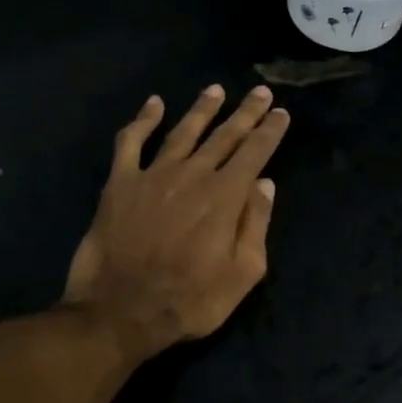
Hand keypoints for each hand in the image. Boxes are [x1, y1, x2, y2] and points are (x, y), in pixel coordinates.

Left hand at [64, 85, 289, 363]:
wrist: (119, 312)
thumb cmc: (190, 301)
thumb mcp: (242, 274)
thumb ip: (256, 224)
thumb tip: (265, 184)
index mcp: (225, 196)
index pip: (255, 152)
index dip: (270, 130)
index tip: (281, 113)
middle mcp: (193, 175)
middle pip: (225, 135)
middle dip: (246, 112)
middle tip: (261, 92)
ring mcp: (153, 175)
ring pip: (183, 131)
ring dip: (202, 109)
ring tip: (216, 90)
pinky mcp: (120, 183)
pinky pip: (130, 142)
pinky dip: (142, 120)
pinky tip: (154, 104)